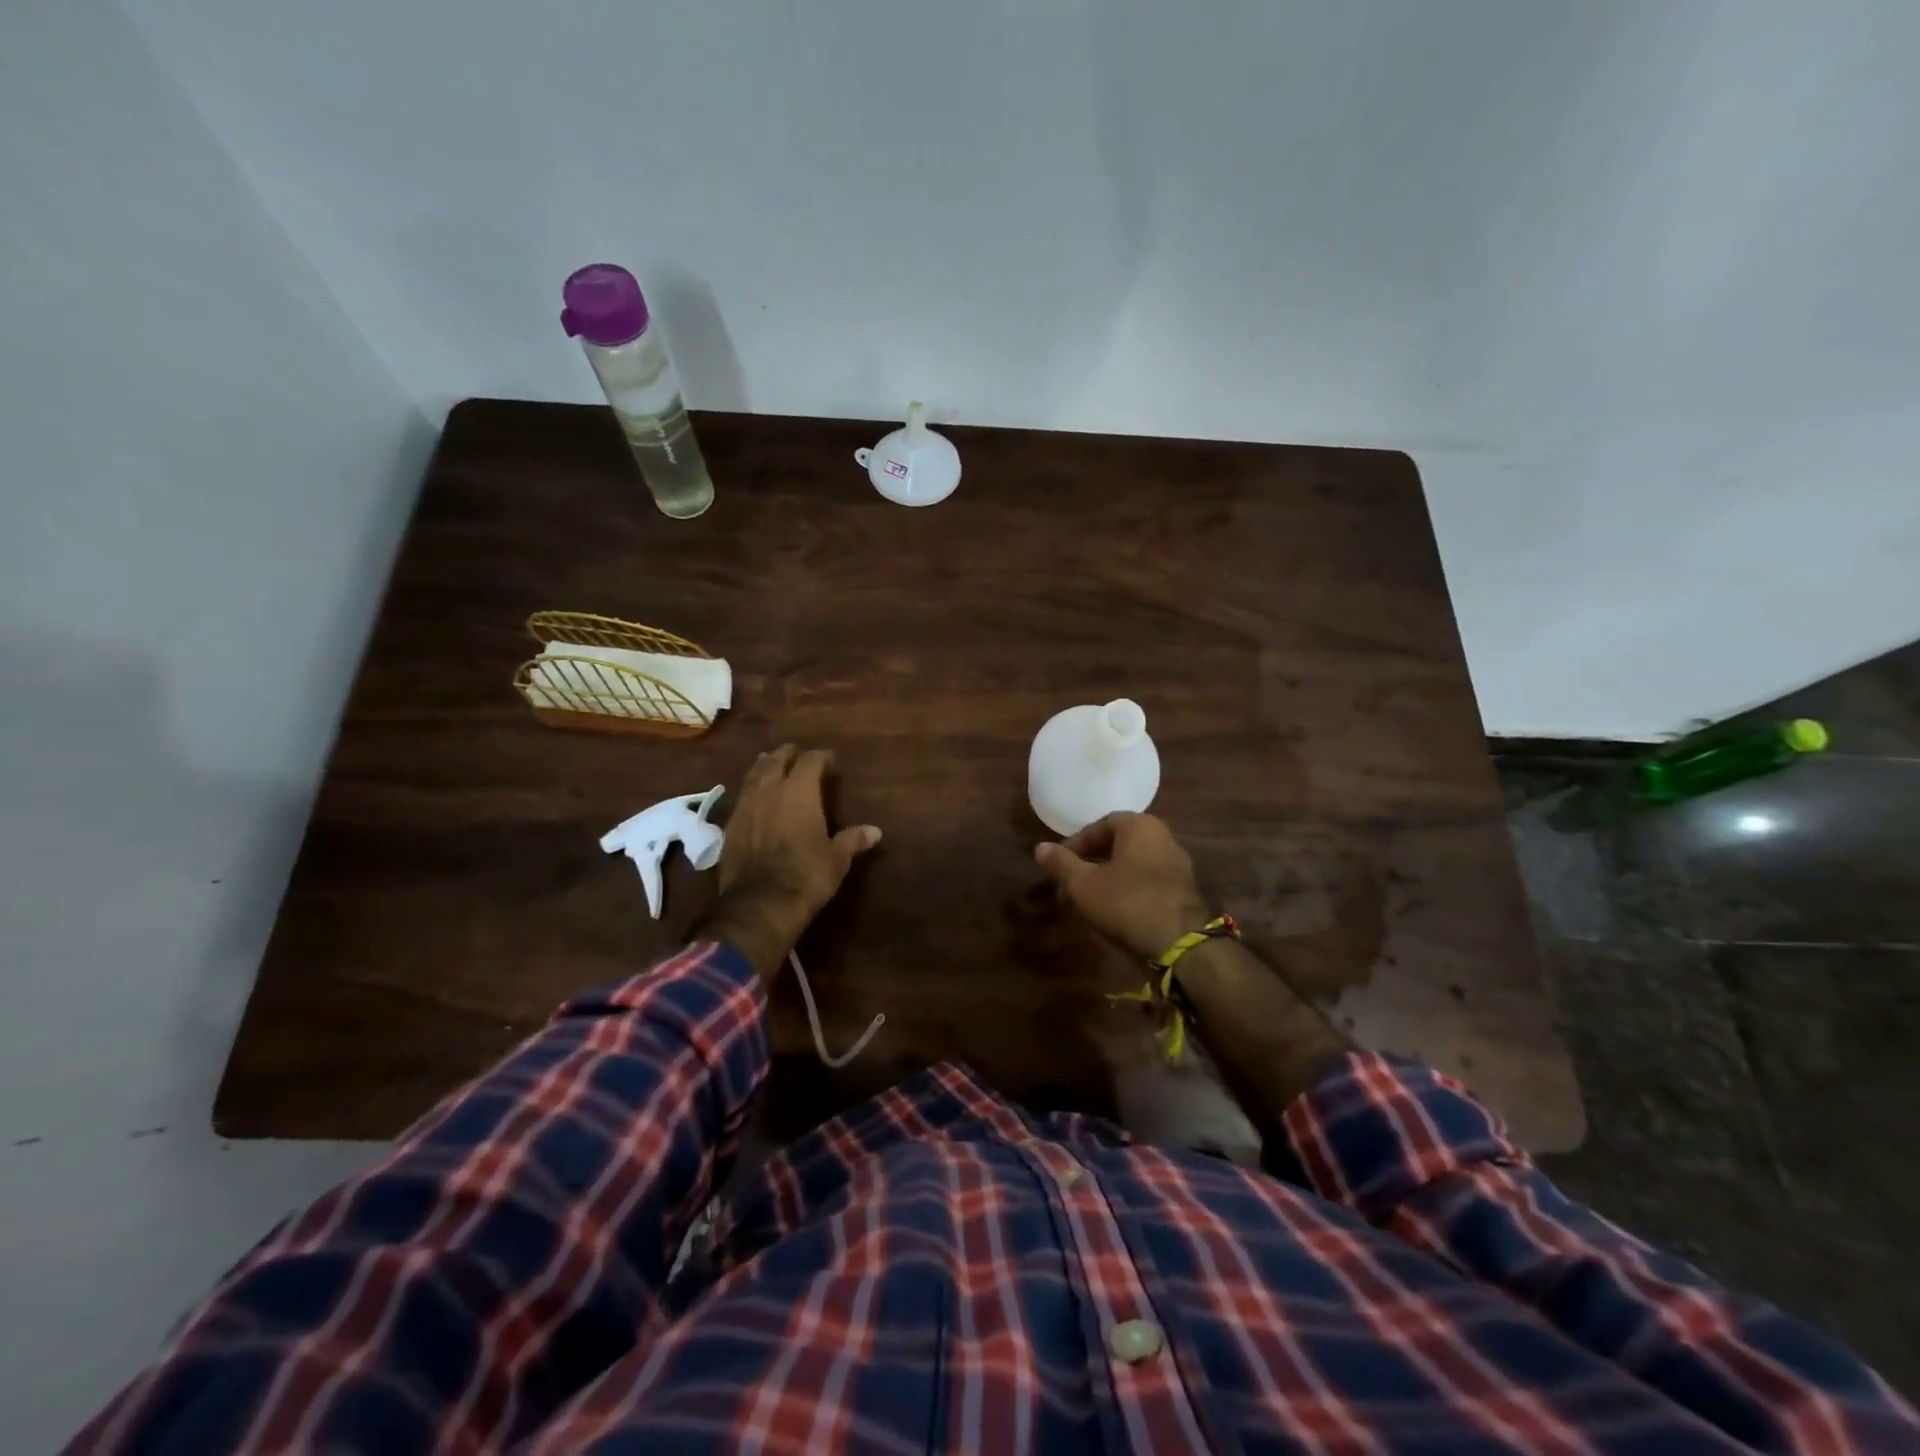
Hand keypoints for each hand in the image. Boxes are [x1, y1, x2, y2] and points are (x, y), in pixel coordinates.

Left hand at [697, 745, 880, 980]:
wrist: (759, 904)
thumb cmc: (806, 876)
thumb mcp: (837, 859)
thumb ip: (853, 840)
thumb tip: (875, 831)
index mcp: (799, 791)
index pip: (810, 761)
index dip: (821, 757)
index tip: (830, 760)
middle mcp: (770, 790)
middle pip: (776, 760)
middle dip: (788, 754)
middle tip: (797, 754)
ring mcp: (745, 806)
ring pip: (753, 774)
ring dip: (764, 767)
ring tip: (771, 764)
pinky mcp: (729, 825)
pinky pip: (741, 797)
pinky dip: (750, 791)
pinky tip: (754, 797)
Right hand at [1034, 812, 1211, 960]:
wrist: (1180, 944)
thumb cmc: (1127, 903)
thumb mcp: (1084, 884)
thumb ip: (1061, 864)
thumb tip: (1040, 848)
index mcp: (1140, 826)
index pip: (1099, 826)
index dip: (1074, 845)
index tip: (1058, 865)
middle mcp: (1163, 837)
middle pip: (1117, 845)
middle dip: (1089, 864)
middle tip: (1068, 884)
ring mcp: (1177, 865)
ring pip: (1132, 866)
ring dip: (1107, 879)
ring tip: (1085, 901)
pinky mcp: (1184, 892)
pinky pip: (1147, 883)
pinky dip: (1126, 891)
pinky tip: (1111, 912)